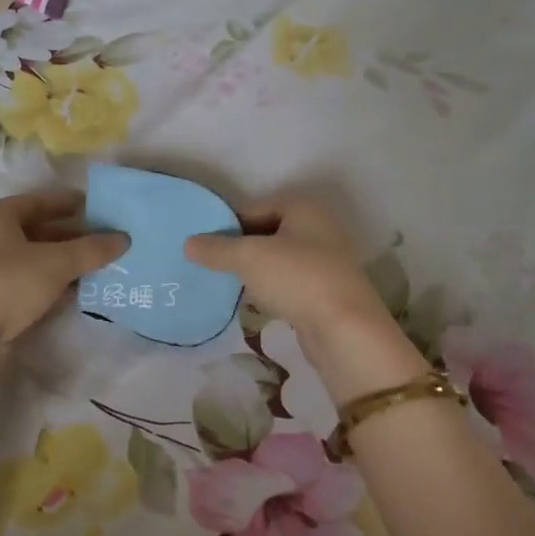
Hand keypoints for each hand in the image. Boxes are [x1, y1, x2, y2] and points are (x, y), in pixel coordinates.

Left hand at [0, 190, 126, 349]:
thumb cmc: (5, 286)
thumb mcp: (55, 264)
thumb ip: (91, 249)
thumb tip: (124, 238)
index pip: (39, 201)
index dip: (71, 204)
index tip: (101, 210)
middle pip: (36, 230)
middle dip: (72, 237)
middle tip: (106, 242)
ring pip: (31, 259)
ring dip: (63, 263)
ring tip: (99, 267)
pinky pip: (24, 283)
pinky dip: (49, 284)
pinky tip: (75, 292)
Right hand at [186, 193, 427, 402]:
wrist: (346, 329)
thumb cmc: (297, 278)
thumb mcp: (248, 258)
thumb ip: (216, 248)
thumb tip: (188, 243)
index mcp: (303, 206)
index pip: (253, 207)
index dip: (228, 225)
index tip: (206, 247)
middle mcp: (319, 226)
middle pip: (267, 232)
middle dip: (241, 248)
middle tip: (215, 266)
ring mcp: (327, 259)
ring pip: (279, 258)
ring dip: (256, 271)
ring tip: (232, 286)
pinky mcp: (327, 289)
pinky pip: (291, 281)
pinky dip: (273, 289)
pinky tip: (258, 304)